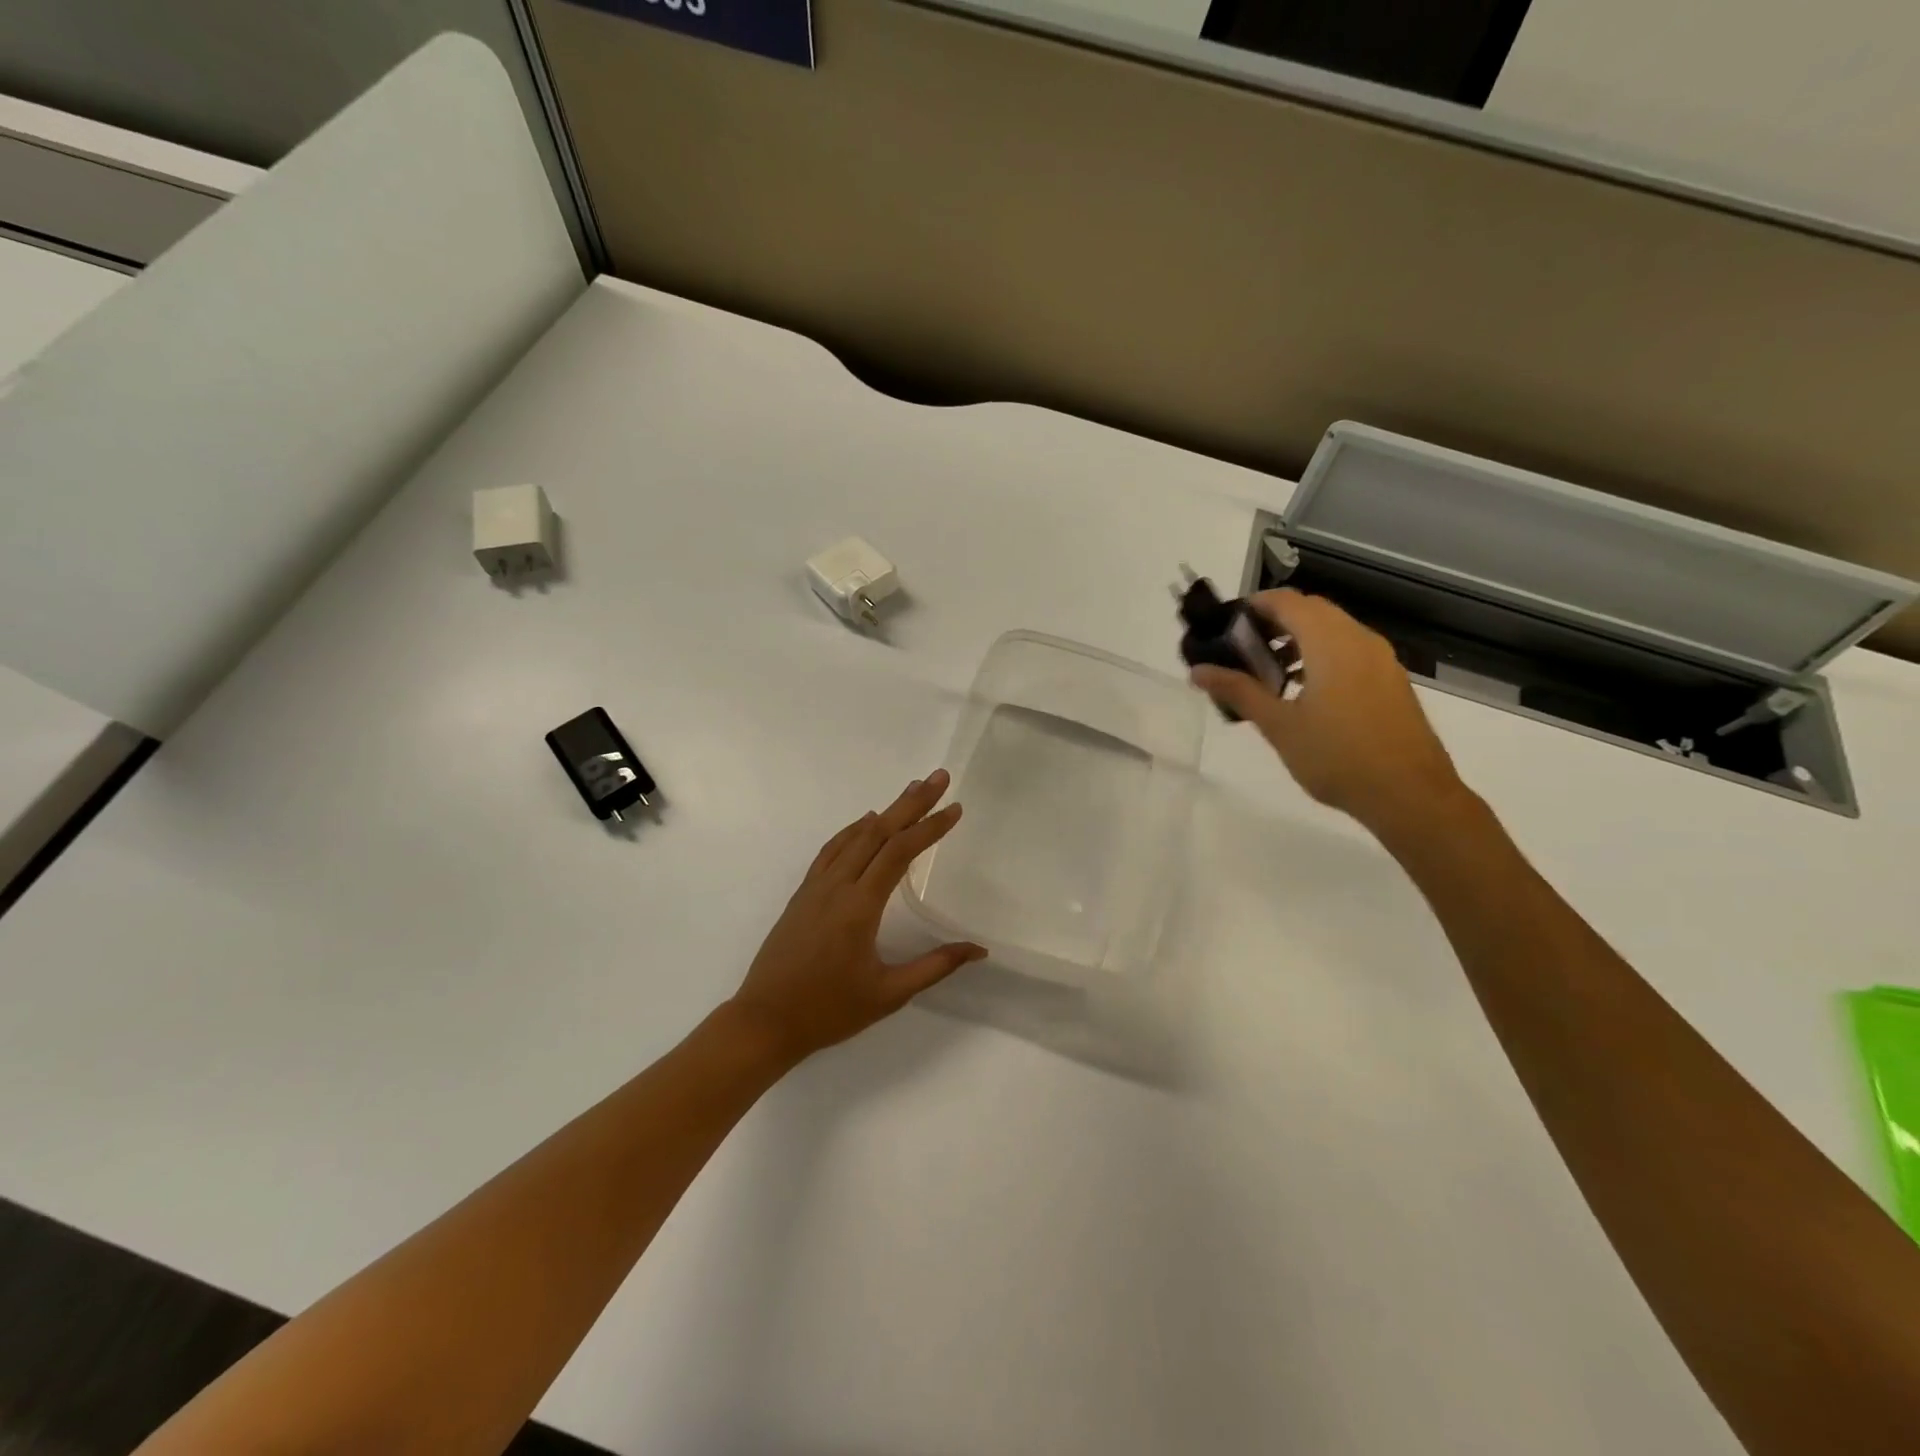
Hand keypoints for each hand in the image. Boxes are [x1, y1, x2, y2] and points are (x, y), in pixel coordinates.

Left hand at [729, 770, 985, 1064]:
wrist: (764, 1021)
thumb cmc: (829, 1011)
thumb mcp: (889, 994)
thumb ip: (935, 966)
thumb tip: (978, 949)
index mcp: (860, 906)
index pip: (900, 852)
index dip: (930, 827)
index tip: (955, 809)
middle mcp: (837, 886)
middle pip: (879, 832)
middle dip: (912, 803)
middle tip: (939, 778)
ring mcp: (816, 886)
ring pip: (854, 836)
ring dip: (885, 811)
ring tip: (911, 791)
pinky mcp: (802, 894)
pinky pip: (831, 850)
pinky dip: (852, 830)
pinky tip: (864, 823)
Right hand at [1191, 589, 1468, 836]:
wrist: (1410, 796)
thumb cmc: (1337, 758)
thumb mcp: (1279, 726)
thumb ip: (1238, 691)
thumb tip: (1198, 670)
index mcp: (1331, 643)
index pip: (1287, 601)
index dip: (1253, 605)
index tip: (1224, 625)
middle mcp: (1359, 640)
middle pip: (1311, 611)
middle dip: (1273, 622)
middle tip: (1240, 651)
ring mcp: (1380, 660)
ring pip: (1332, 630)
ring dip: (1297, 640)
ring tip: (1267, 675)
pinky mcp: (1390, 680)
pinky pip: (1349, 650)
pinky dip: (1320, 656)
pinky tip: (1303, 693)